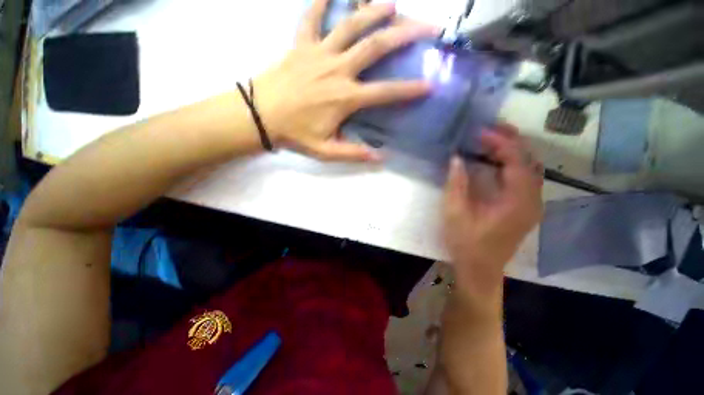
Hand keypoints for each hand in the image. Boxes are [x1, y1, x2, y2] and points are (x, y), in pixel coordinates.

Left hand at [253, 0, 437, 161]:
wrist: (260, 117)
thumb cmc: (294, 135)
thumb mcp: (326, 151)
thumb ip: (354, 153)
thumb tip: (380, 157)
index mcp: (345, 98)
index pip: (385, 92)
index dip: (409, 90)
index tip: (429, 84)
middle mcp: (337, 70)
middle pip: (376, 46)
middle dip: (405, 35)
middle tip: (426, 27)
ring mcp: (318, 53)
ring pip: (350, 25)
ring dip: (373, 11)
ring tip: (391, 4)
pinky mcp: (300, 45)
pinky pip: (311, 17)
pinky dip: (321, 1)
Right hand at [443, 125, 543, 300]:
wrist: (480, 269)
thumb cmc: (466, 243)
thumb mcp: (454, 213)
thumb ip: (456, 184)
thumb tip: (455, 158)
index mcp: (517, 202)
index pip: (517, 161)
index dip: (500, 143)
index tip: (479, 132)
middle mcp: (532, 200)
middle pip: (529, 161)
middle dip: (510, 141)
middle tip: (487, 129)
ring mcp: (531, 204)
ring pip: (529, 168)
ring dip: (511, 151)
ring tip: (489, 140)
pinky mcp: (525, 208)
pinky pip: (524, 178)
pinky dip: (510, 164)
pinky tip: (494, 161)